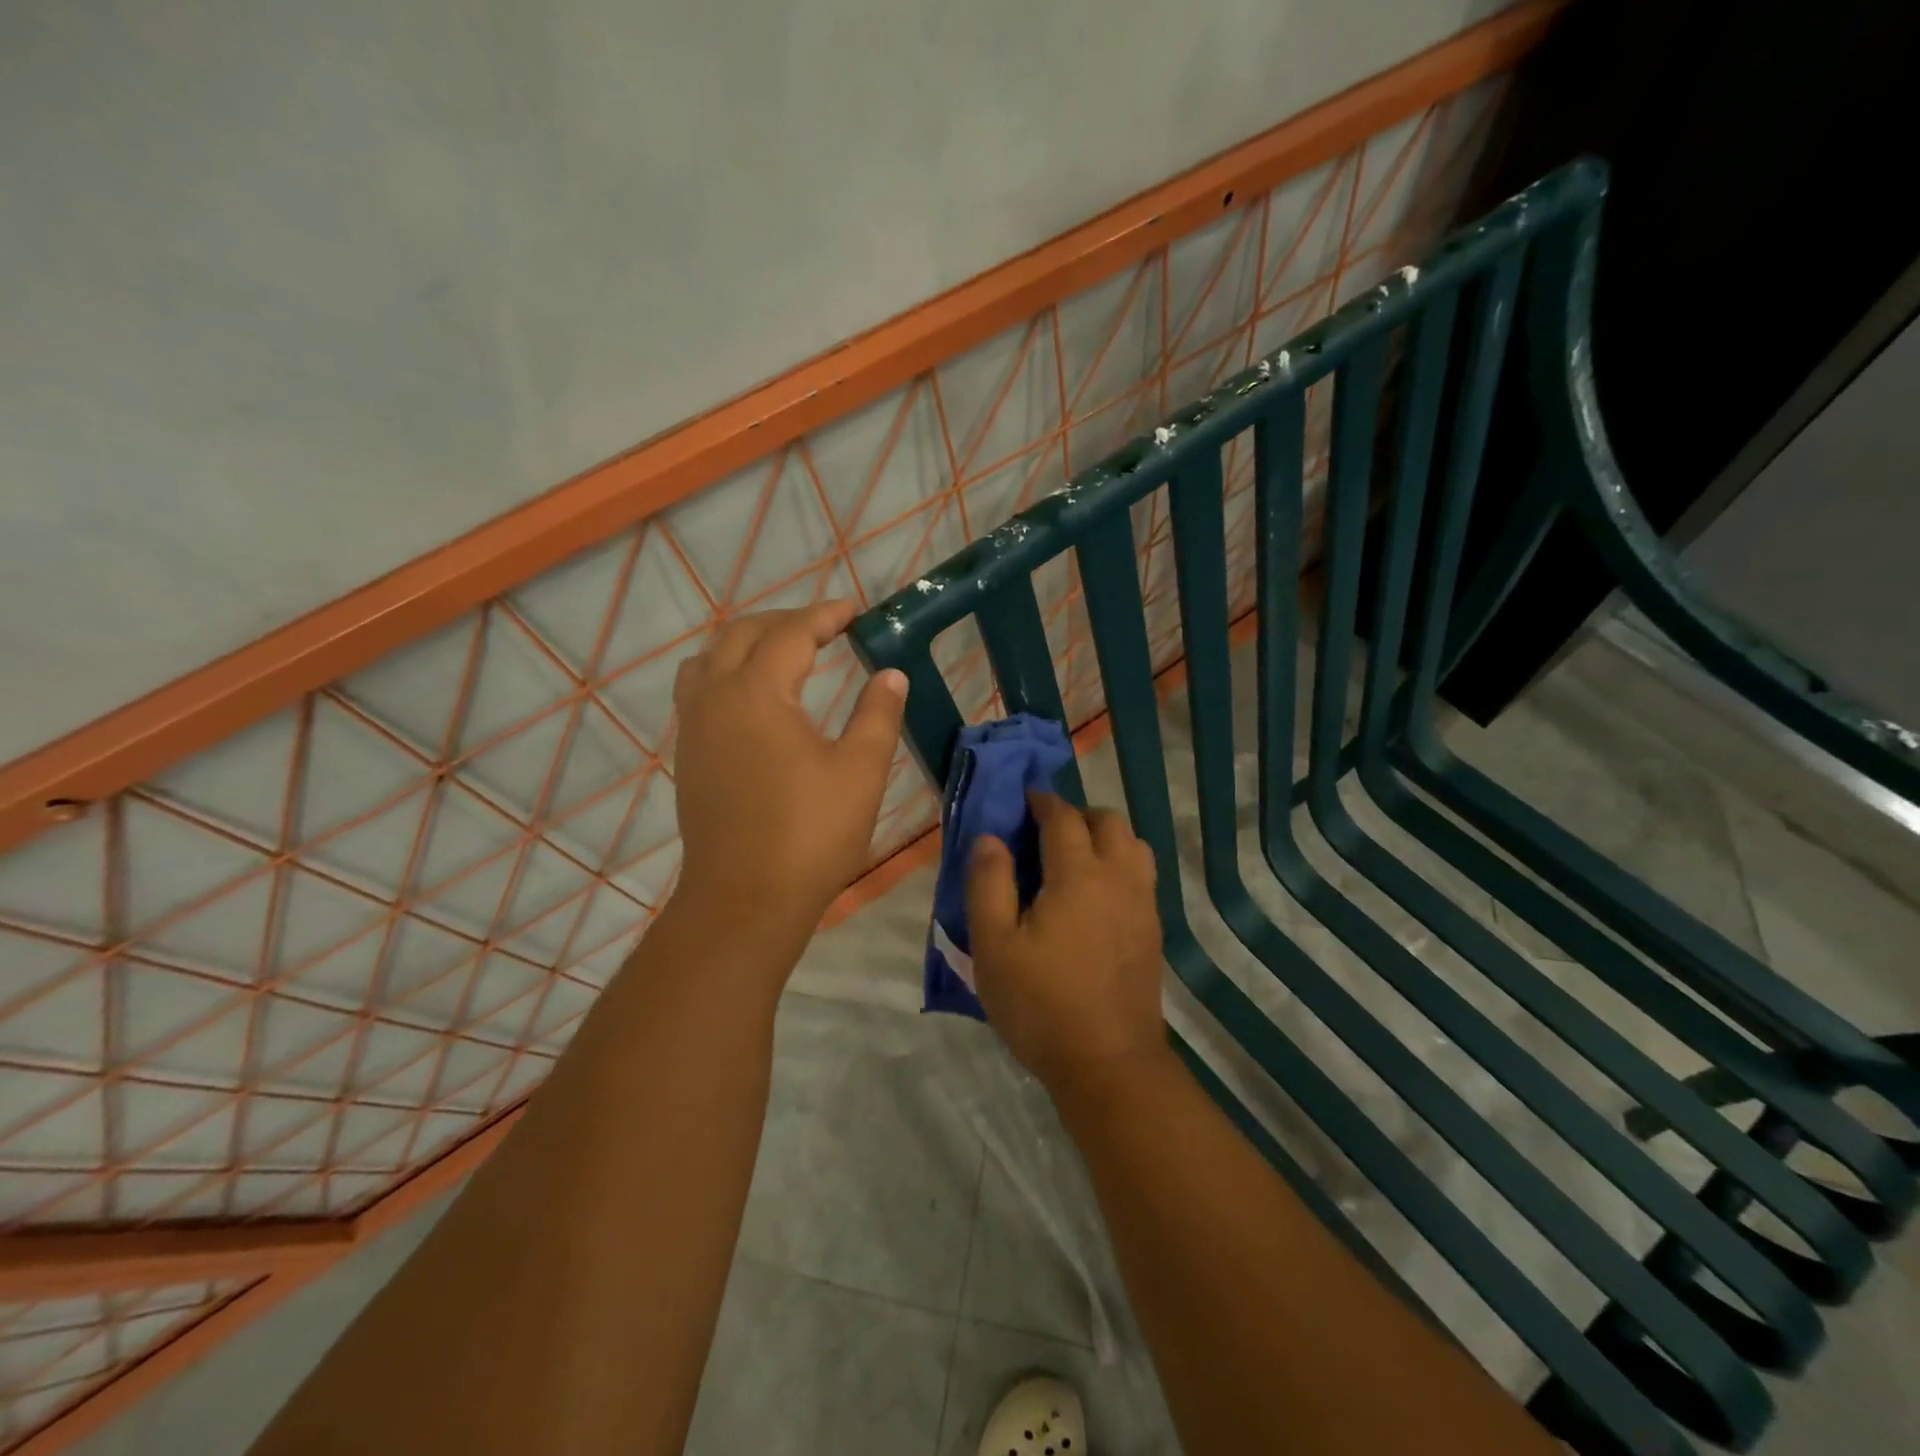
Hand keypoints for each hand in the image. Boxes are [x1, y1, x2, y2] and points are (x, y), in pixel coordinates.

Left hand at [671, 601, 907, 934]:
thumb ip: (877, 713)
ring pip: (708, 659)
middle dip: (784, 622)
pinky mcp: (688, 756)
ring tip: (783, 654)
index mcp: (757, 692)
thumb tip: (890, 674)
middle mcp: (715, 698)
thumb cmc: (811, 834)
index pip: (791, 633)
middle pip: (741, 634)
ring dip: (746, 644)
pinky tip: (755, 700)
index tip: (855, 612)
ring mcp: (693, 728)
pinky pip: (698, 691)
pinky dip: (726, 673)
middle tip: (825, 628)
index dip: (825, 616)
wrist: (745, 900)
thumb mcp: (861, 771)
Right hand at [966, 792, 1168, 1096]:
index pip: (1062, 817)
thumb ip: (988, 883)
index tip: (1024, 800)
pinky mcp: (1153, 930)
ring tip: (1074, 861)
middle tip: (1046, 834)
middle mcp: (1118, 878)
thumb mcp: (994, 945)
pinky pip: (1142, 875)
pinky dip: (1120, 865)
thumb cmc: (1041, 1003)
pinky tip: (1097, 896)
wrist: (1108, 1063)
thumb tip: (990, 837)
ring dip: (1105, 838)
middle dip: (1077, 815)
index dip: (1042, 802)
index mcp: (1078, 874)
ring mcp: (1143, 904)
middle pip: (1108, 821)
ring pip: (1134, 845)